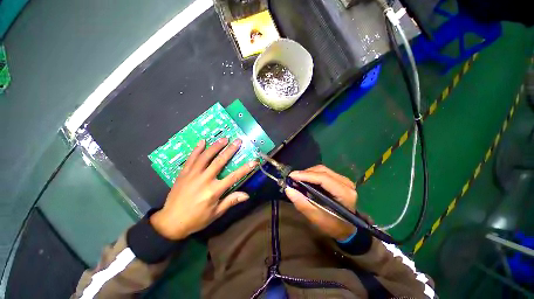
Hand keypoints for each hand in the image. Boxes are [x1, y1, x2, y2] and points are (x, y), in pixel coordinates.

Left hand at [150, 138, 257, 239]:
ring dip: (216, 146)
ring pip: (206, 156)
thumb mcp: (215, 213)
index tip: (254, 161)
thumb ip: (230, 201)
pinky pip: (191, 158)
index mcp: (214, 190)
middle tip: (238, 141)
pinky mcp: (184, 173)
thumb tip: (246, 195)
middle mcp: (204, 179)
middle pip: (220, 161)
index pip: (234, 177)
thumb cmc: (196, 219)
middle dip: (230, 150)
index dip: (245, 168)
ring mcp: (193, 174)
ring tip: (224, 138)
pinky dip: (197, 149)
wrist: (170, 222)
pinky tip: (202, 141)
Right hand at [284, 165, 357, 240]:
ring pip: (322, 170)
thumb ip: (302, 204)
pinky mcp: (340, 179)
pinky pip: (324, 172)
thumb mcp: (316, 218)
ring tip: (298, 180)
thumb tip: (288, 189)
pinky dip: (312, 175)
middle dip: (306, 173)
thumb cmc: (333, 226)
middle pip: (322, 171)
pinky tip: (306, 180)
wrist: (347, 228)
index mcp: (345, 194)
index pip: (323, 179)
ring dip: (308, 173)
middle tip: (293, 179)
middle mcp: (346, 183)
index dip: (306, 175)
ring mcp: (344, 180)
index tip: (291, 176)